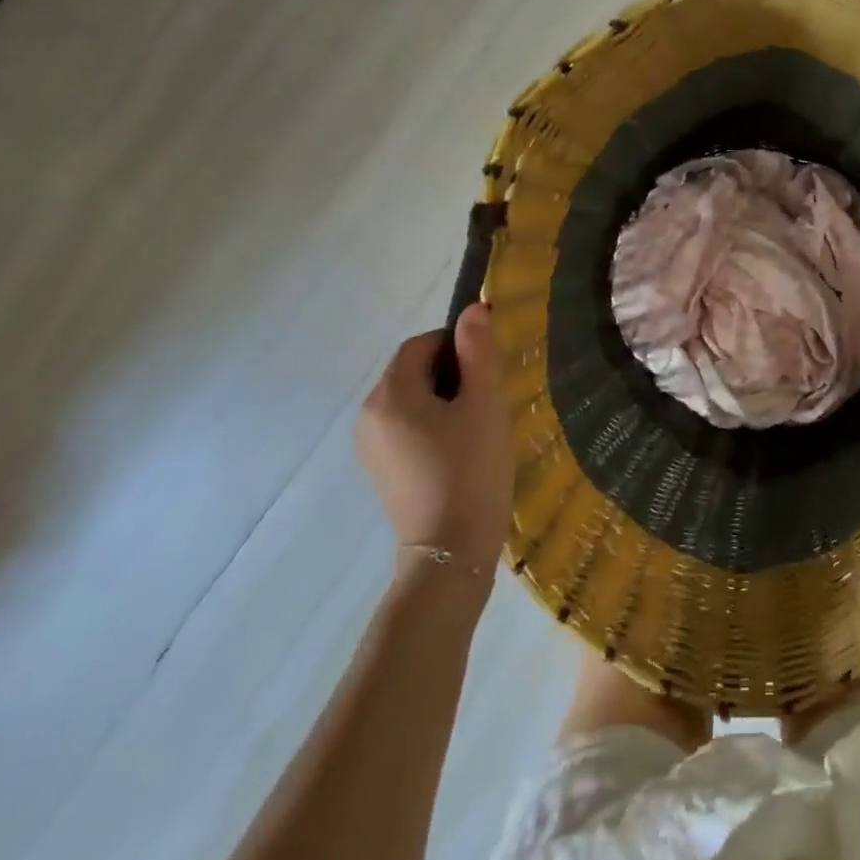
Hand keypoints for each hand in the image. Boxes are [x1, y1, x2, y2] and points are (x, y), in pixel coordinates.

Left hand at [355, 306, 513, 565]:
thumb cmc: (471, 470)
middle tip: (490, 399)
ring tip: (479, 427)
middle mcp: (369, 415)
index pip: (421, 345)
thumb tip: (473, 309)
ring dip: (445, 401)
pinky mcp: (381, 470)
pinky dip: (433, 426)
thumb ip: (479, 353)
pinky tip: (461, 452)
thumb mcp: (485, 405)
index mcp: (391, 394)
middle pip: (412, 372)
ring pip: (411, 402)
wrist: (451, 551)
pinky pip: (407, 429)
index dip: (457, 344)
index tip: (490, 369)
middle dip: (453, 374)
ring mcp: (371, 447)